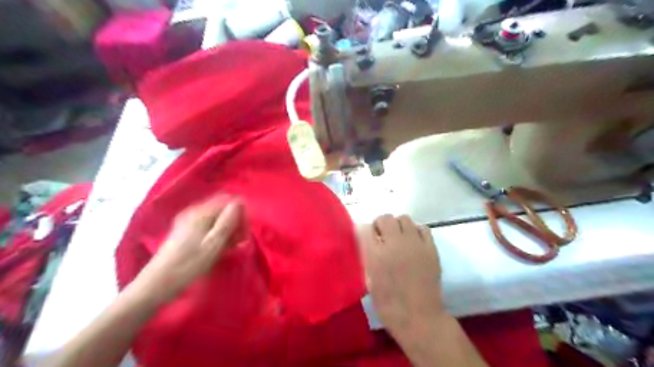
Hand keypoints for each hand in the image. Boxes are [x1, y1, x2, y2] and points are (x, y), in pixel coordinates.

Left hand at [134, 196, 245, 302]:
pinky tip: (220, 248)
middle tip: (240, 242)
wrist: (156, 284)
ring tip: (232, 248)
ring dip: (228, 230)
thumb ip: (228, 221)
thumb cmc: (188, 265)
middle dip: (235, 222)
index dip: (241, 215)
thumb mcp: (213, 244)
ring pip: (217, 218)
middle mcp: (194, 212)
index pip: (229, 201)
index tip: (244, 233)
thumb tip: (239, 202)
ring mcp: (188, 221)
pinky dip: (218, 234)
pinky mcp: (185, 232)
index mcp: (201, 212)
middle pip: (223, 208)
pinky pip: (208, 226)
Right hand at [357, 215, 443, 338]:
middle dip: (381, 225)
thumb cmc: (389, 303)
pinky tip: (414, 243)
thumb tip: (366, 239)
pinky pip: (422, 228)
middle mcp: (394, 244)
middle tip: (383, 238)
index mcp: (375, 255)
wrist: (419, 317)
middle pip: (385, 218)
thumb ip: (366, 256)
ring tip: (399, 239)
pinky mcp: (430, 248)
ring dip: (398, 226)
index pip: (365, 228)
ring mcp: (414, 244)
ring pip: (404, 219)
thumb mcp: (369, 280)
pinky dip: (416, 231)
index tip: (367, 238)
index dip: (365, 231)